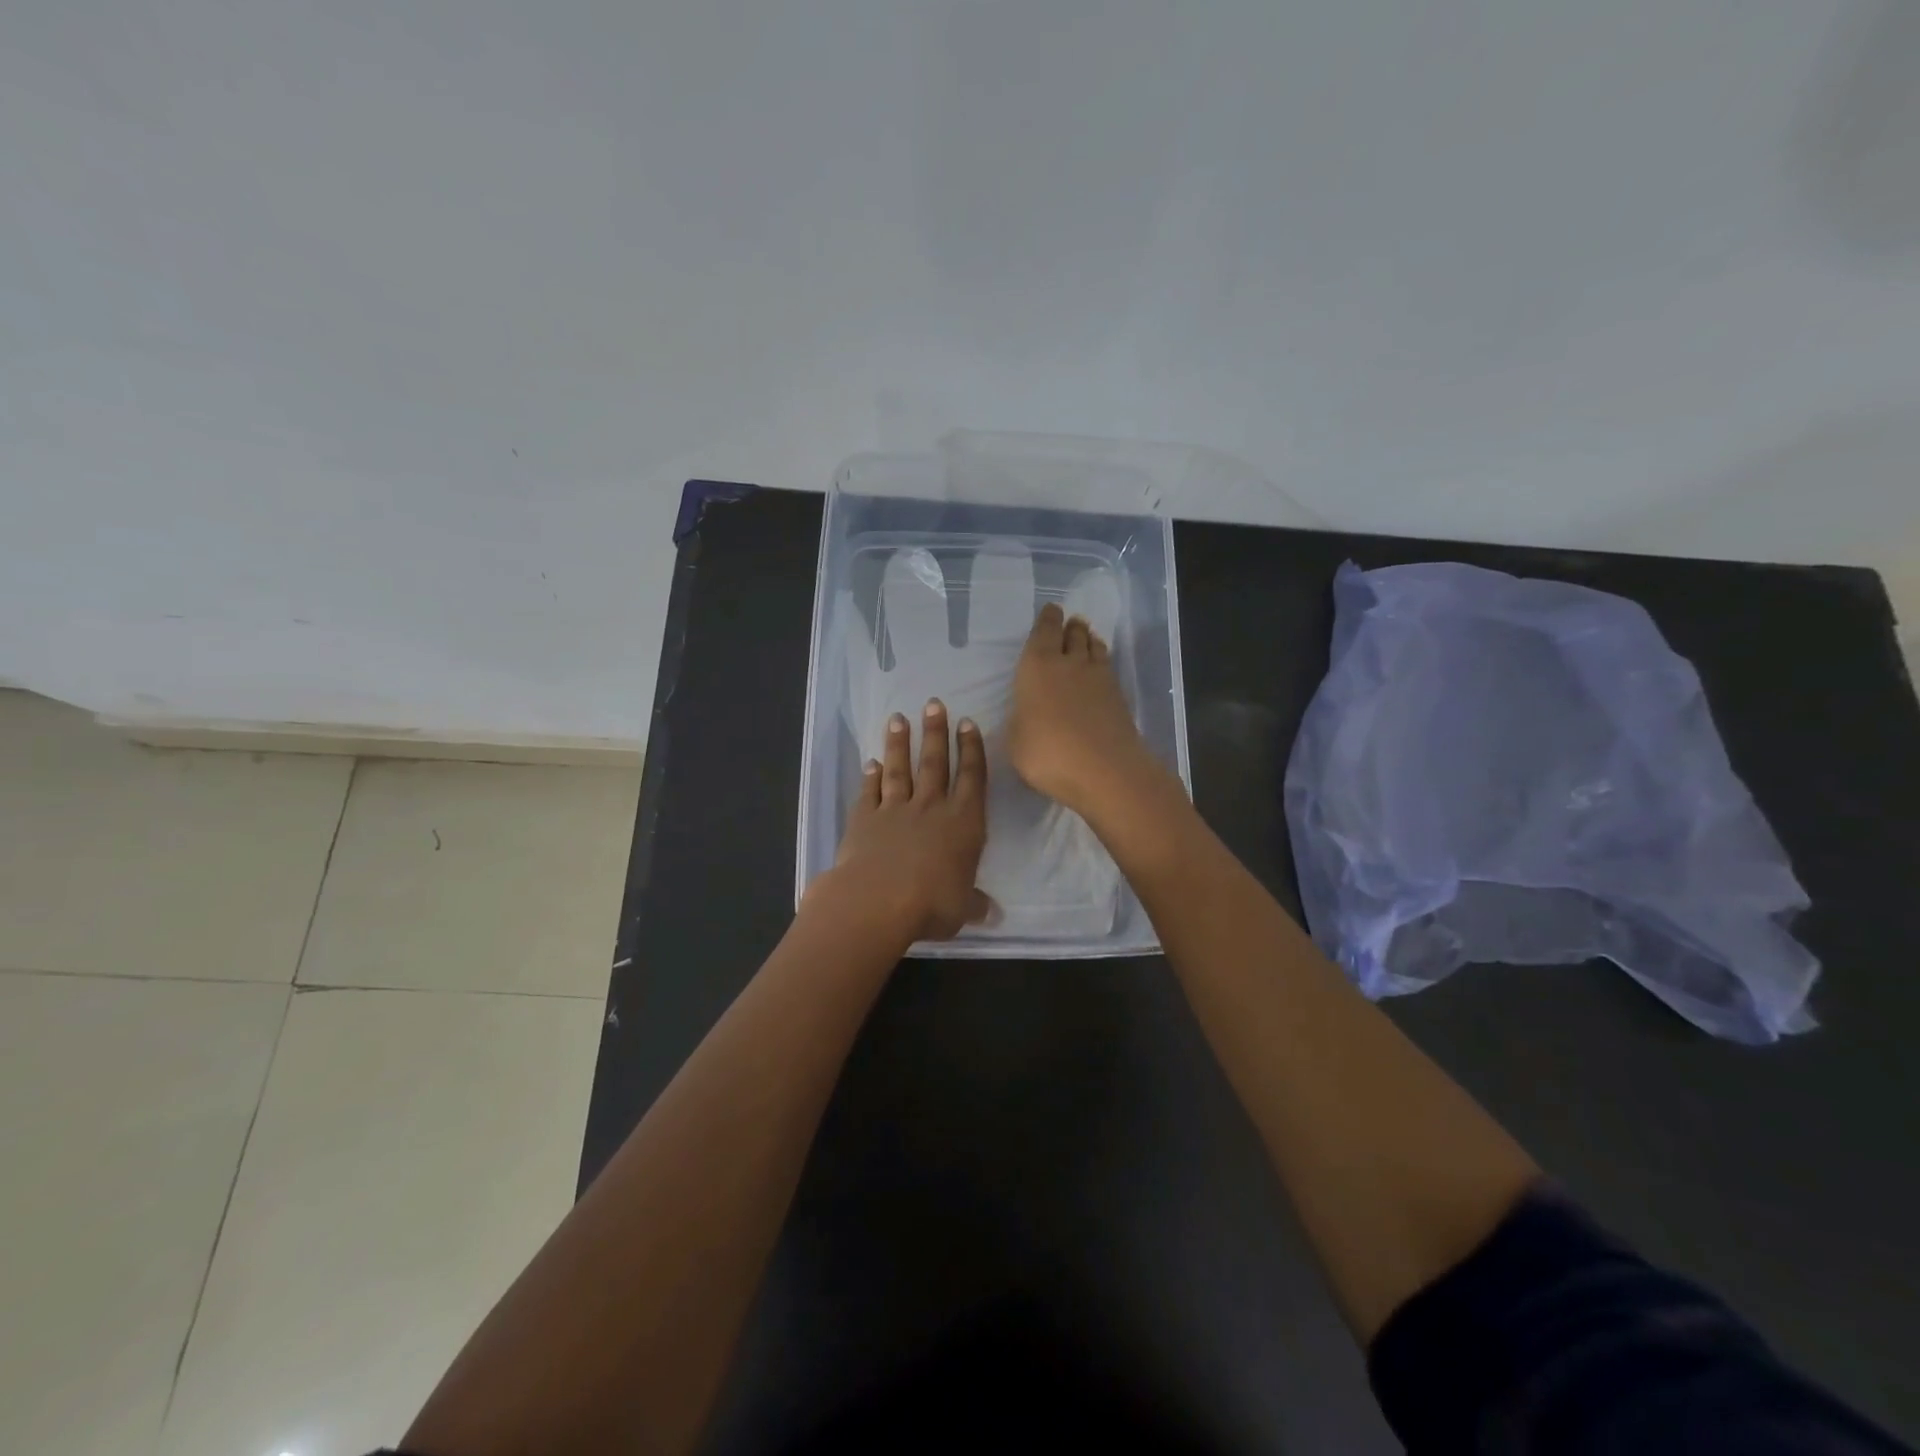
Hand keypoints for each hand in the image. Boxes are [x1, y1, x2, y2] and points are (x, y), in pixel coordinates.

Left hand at [806, 699, 991, 943]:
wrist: (876, 901)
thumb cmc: (930, 903)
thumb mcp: (962, 909)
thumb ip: (975, 904)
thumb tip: (993, 913)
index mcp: (963, 823)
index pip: (972, 778)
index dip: (971, 749)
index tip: (968, 723)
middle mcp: (931, 807)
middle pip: (935, 762)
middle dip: (936, 732)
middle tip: (933, 704)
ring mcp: (895, 810)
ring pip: (900, 769)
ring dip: (900, 743)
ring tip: (898, 718)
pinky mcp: (864, 819)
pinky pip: (870, 791)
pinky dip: (870, 776)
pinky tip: (870, 763)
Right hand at [1007, 603, 1163, 818]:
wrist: (1105, 771)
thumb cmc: (1047, 753)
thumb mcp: (1015, 741)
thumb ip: (1020, 719)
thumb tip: (1026, 712)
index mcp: (1037, 666)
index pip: (1043, 631)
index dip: (1047, 619)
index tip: (1051, 610)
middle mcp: (1069, 663)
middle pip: (1072, 634)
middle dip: (1070, 626)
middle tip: (1070, 622)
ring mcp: (1099, 678)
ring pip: (1094, 648)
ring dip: (1089, 640)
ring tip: (1086, 638)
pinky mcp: (1119, 697)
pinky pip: (1107, 668)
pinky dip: (1101, 663)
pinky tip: (1100, 670)